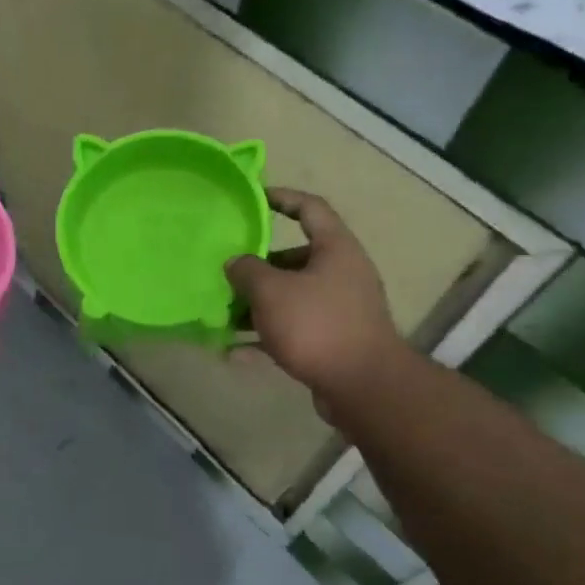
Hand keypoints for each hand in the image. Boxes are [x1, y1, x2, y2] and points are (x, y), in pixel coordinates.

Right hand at [225, 188, 400, 418]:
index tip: (254, 199)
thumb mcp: (272, 291)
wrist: (362, 386)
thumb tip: (235, 262)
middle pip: (294, 259)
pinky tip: (234, 352)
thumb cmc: (317, 325)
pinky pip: (292, 330)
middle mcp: (341, 273)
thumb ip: (247, 270)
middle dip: (257, 267)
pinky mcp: (332, 341)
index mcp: (335, 249)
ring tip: (222, 316)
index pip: (310, 208)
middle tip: (226, 274)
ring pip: (290, 297)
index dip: (282, 198)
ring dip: (257, 305)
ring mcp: (338, 309)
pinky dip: (265, 337)